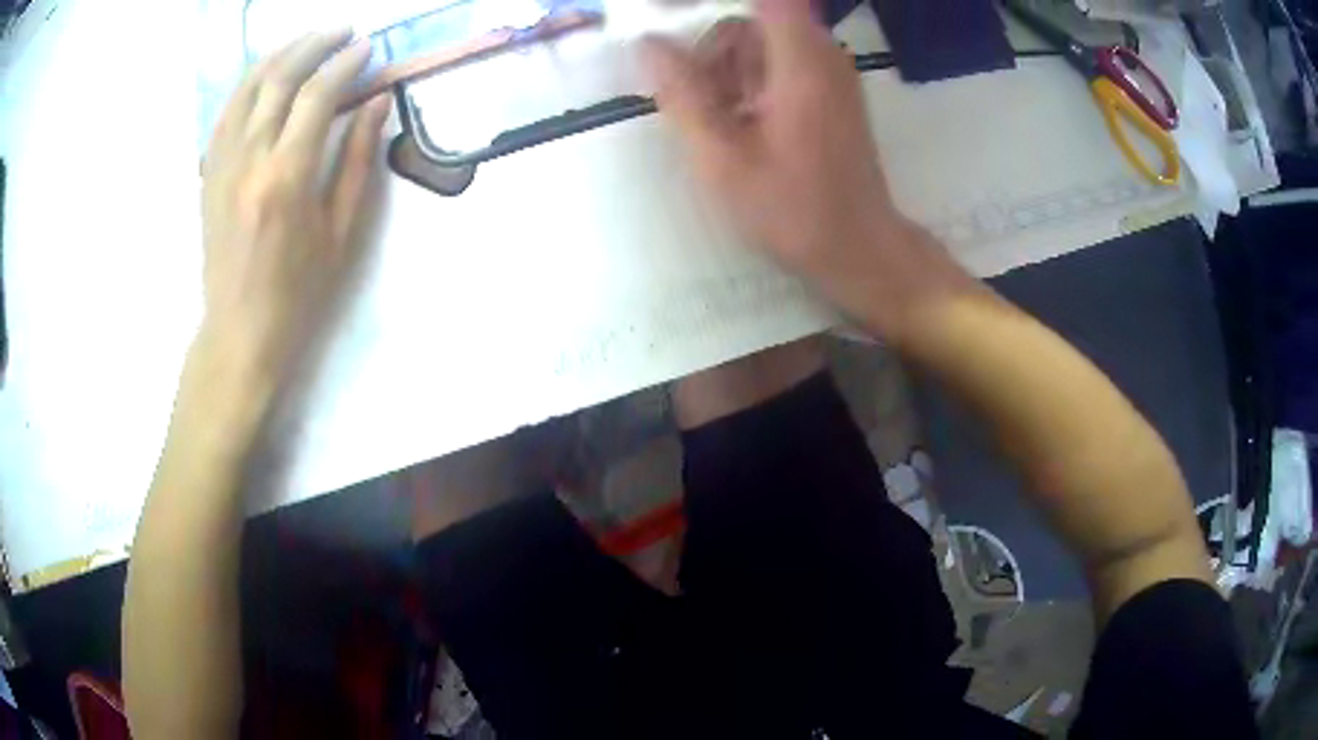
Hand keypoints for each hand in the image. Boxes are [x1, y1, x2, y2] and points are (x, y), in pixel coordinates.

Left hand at [198, 31, 389, 401]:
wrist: (239, 331)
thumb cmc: (299, 291)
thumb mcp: (343, 232)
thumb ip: (359, 159)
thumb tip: (377, 101)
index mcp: (287, 177)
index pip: (318, 94)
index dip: (347, 63)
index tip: (368, 48)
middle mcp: (250, 159)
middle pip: (279, 77)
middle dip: (315, 43)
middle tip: (343, 31)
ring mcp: (222, 163)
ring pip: (248, 85)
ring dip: (281, 53)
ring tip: (308, 40)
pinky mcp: (209, 172)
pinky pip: (226, 110)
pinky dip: (249, 82)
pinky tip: (267, 74)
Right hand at [642, 0, 908, 318]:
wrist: (860, 248)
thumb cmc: (794, 211)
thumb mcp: (723, 160)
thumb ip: (683, 96)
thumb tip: (647, 43)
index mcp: (800, 63)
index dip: (705, 2)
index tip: (668, 17)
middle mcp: (822, 54)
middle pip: (748, 23)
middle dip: (710, 55)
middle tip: (696, 107)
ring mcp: (830, 71)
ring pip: (760, 44)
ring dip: (726, 73)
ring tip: (721, 128)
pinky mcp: (830, 89)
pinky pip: (778, 64)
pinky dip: (749, 84)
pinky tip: (744, 128)